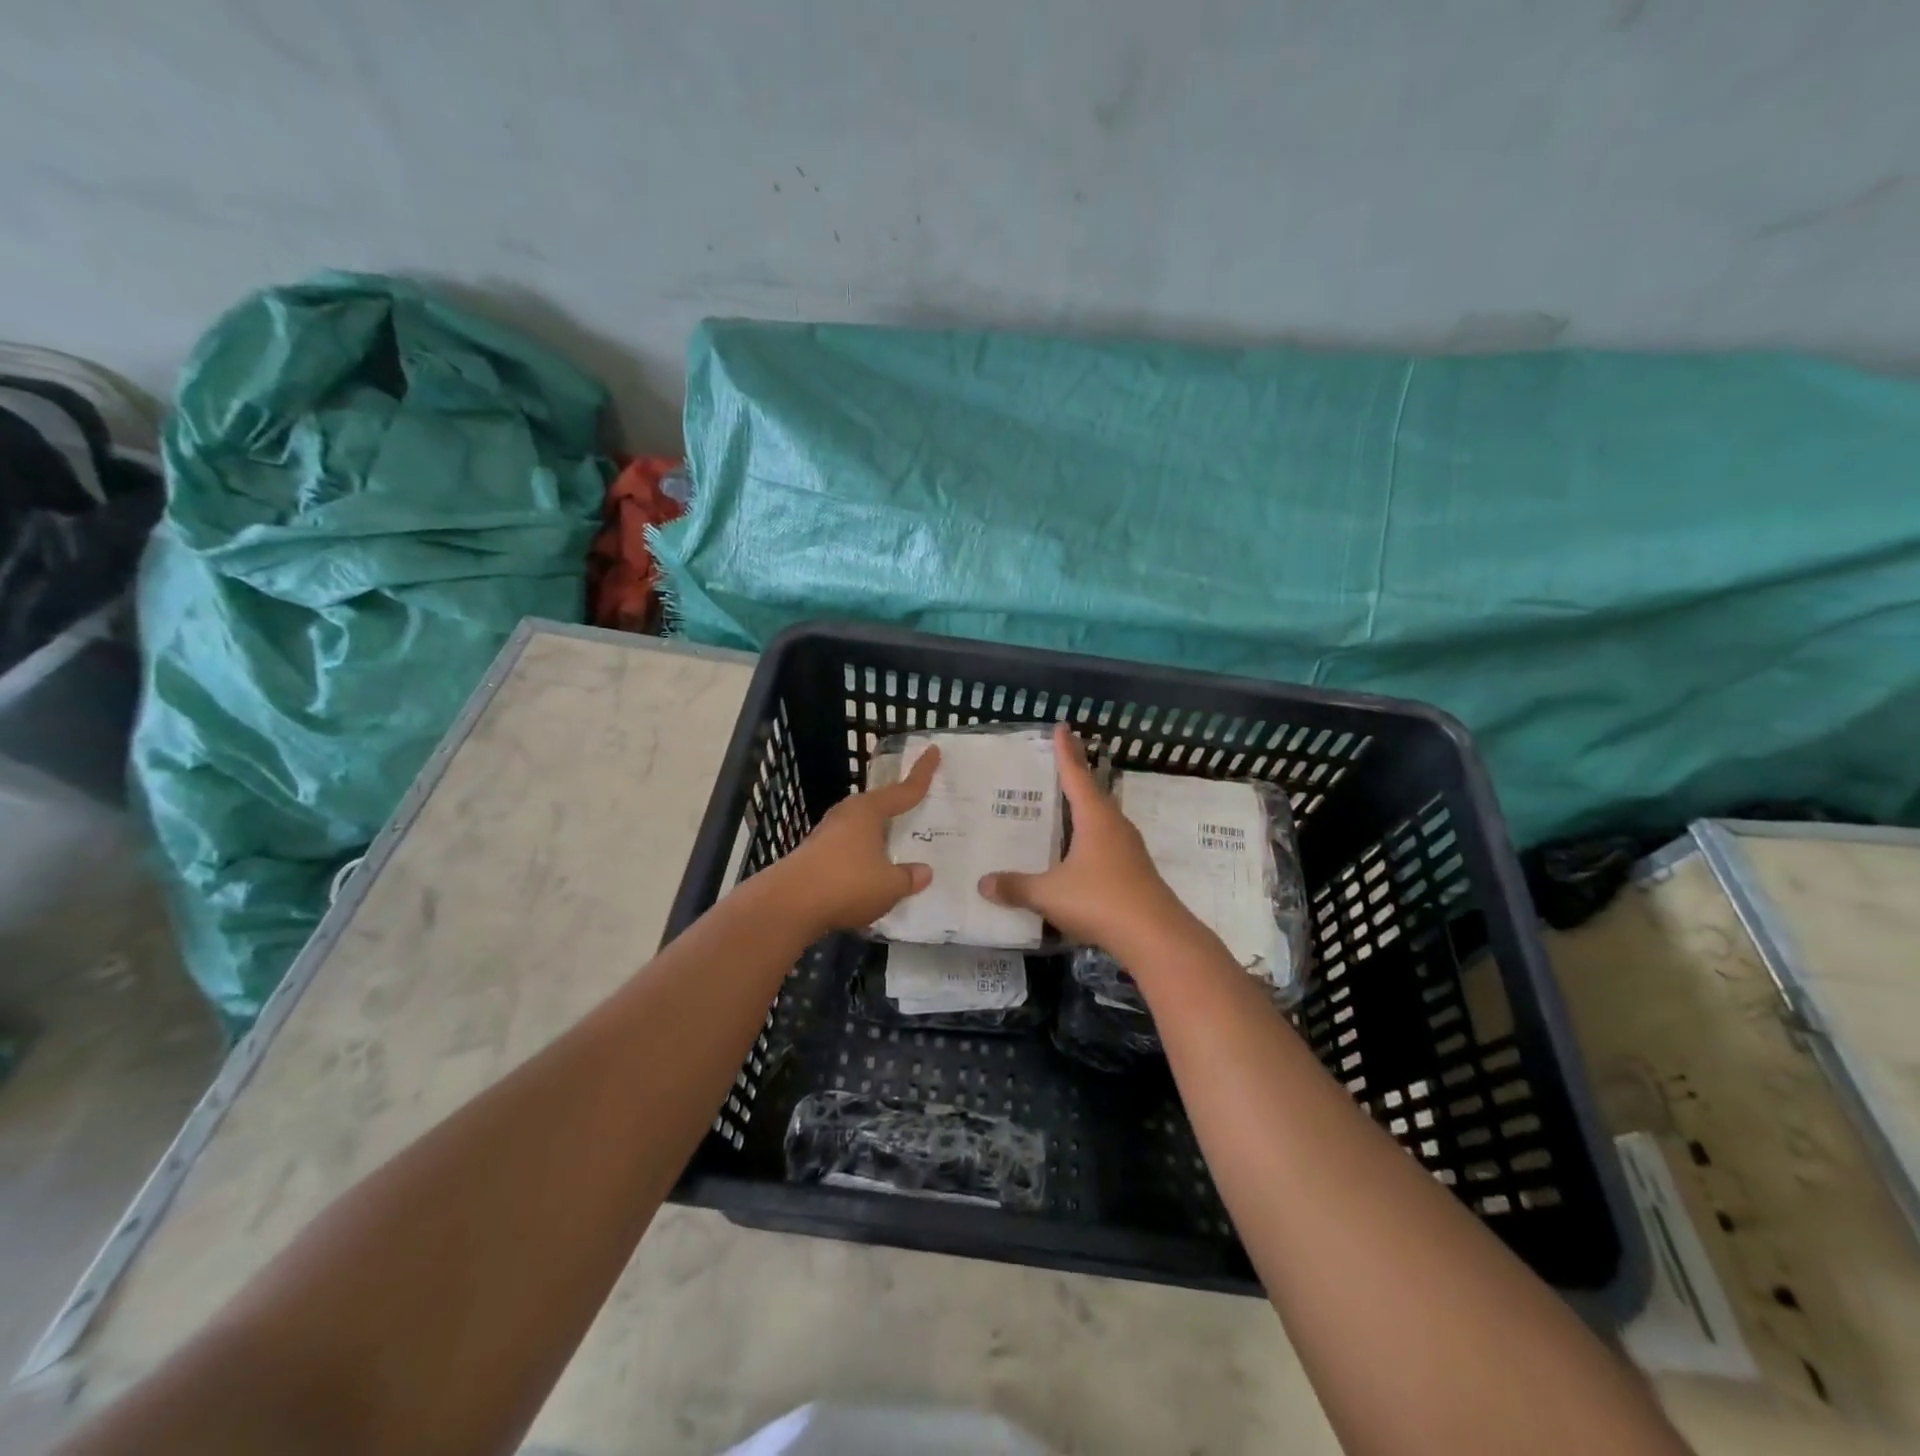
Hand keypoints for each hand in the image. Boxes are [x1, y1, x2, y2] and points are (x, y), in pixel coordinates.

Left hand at [770, 745, 939, 935]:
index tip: (933, 750)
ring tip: (895, 847)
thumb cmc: (847, 884)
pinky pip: (848, 850)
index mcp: (868, 811)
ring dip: (877, 837)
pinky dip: (861, 857)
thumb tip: (924, 872)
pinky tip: (868, 874)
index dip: (922, 773)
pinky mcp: (813, 856)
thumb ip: (908, 877)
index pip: (904, 790)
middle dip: (895, 807)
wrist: (788, 905)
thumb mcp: (889, 885)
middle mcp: (847, 815)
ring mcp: (826, 834)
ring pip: (861, 829)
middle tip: (915, 806)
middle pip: (878, 806)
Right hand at [978, 724, 1194, 956]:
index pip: (1076, 775)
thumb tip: (983, 883)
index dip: (1066, 752)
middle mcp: (1115, 825)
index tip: (1062, 727)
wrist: (1155, 936)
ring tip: (1065, 805)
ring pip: (1103, 818)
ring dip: (1085, 808)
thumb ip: (1016, 887)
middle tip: (1057, 763)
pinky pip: (1107, 842)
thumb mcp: (1049, 894)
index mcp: (1095, 818)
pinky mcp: (1135, 871)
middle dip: (1075, 776)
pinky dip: (1090, 836)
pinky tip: (1080, 851)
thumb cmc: (1101, 901)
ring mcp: (1129, 849)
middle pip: (1092, 792)